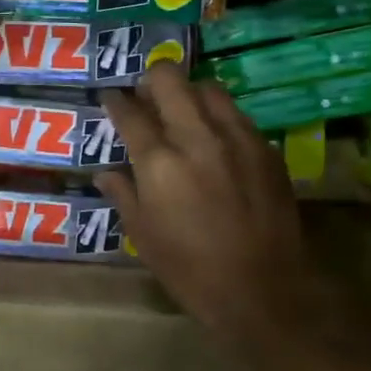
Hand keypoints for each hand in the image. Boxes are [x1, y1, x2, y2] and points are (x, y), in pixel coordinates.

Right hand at [97, 65, 323, 341]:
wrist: (263, 290)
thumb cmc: (191, 270)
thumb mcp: (144, 237)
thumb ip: (123, 195)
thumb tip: (105, 173)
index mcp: (159, 162)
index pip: (130, 113)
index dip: (115, 101)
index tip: (111, 98)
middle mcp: (197, 138)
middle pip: (170, 80)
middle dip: (151, 80)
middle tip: (145, 96)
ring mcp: (236, 139)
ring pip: (208, 88)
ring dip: (188, 93)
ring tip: (182, 111)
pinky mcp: (266, 149)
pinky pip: (236, 115)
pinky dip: (218, 117)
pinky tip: (215, 139)